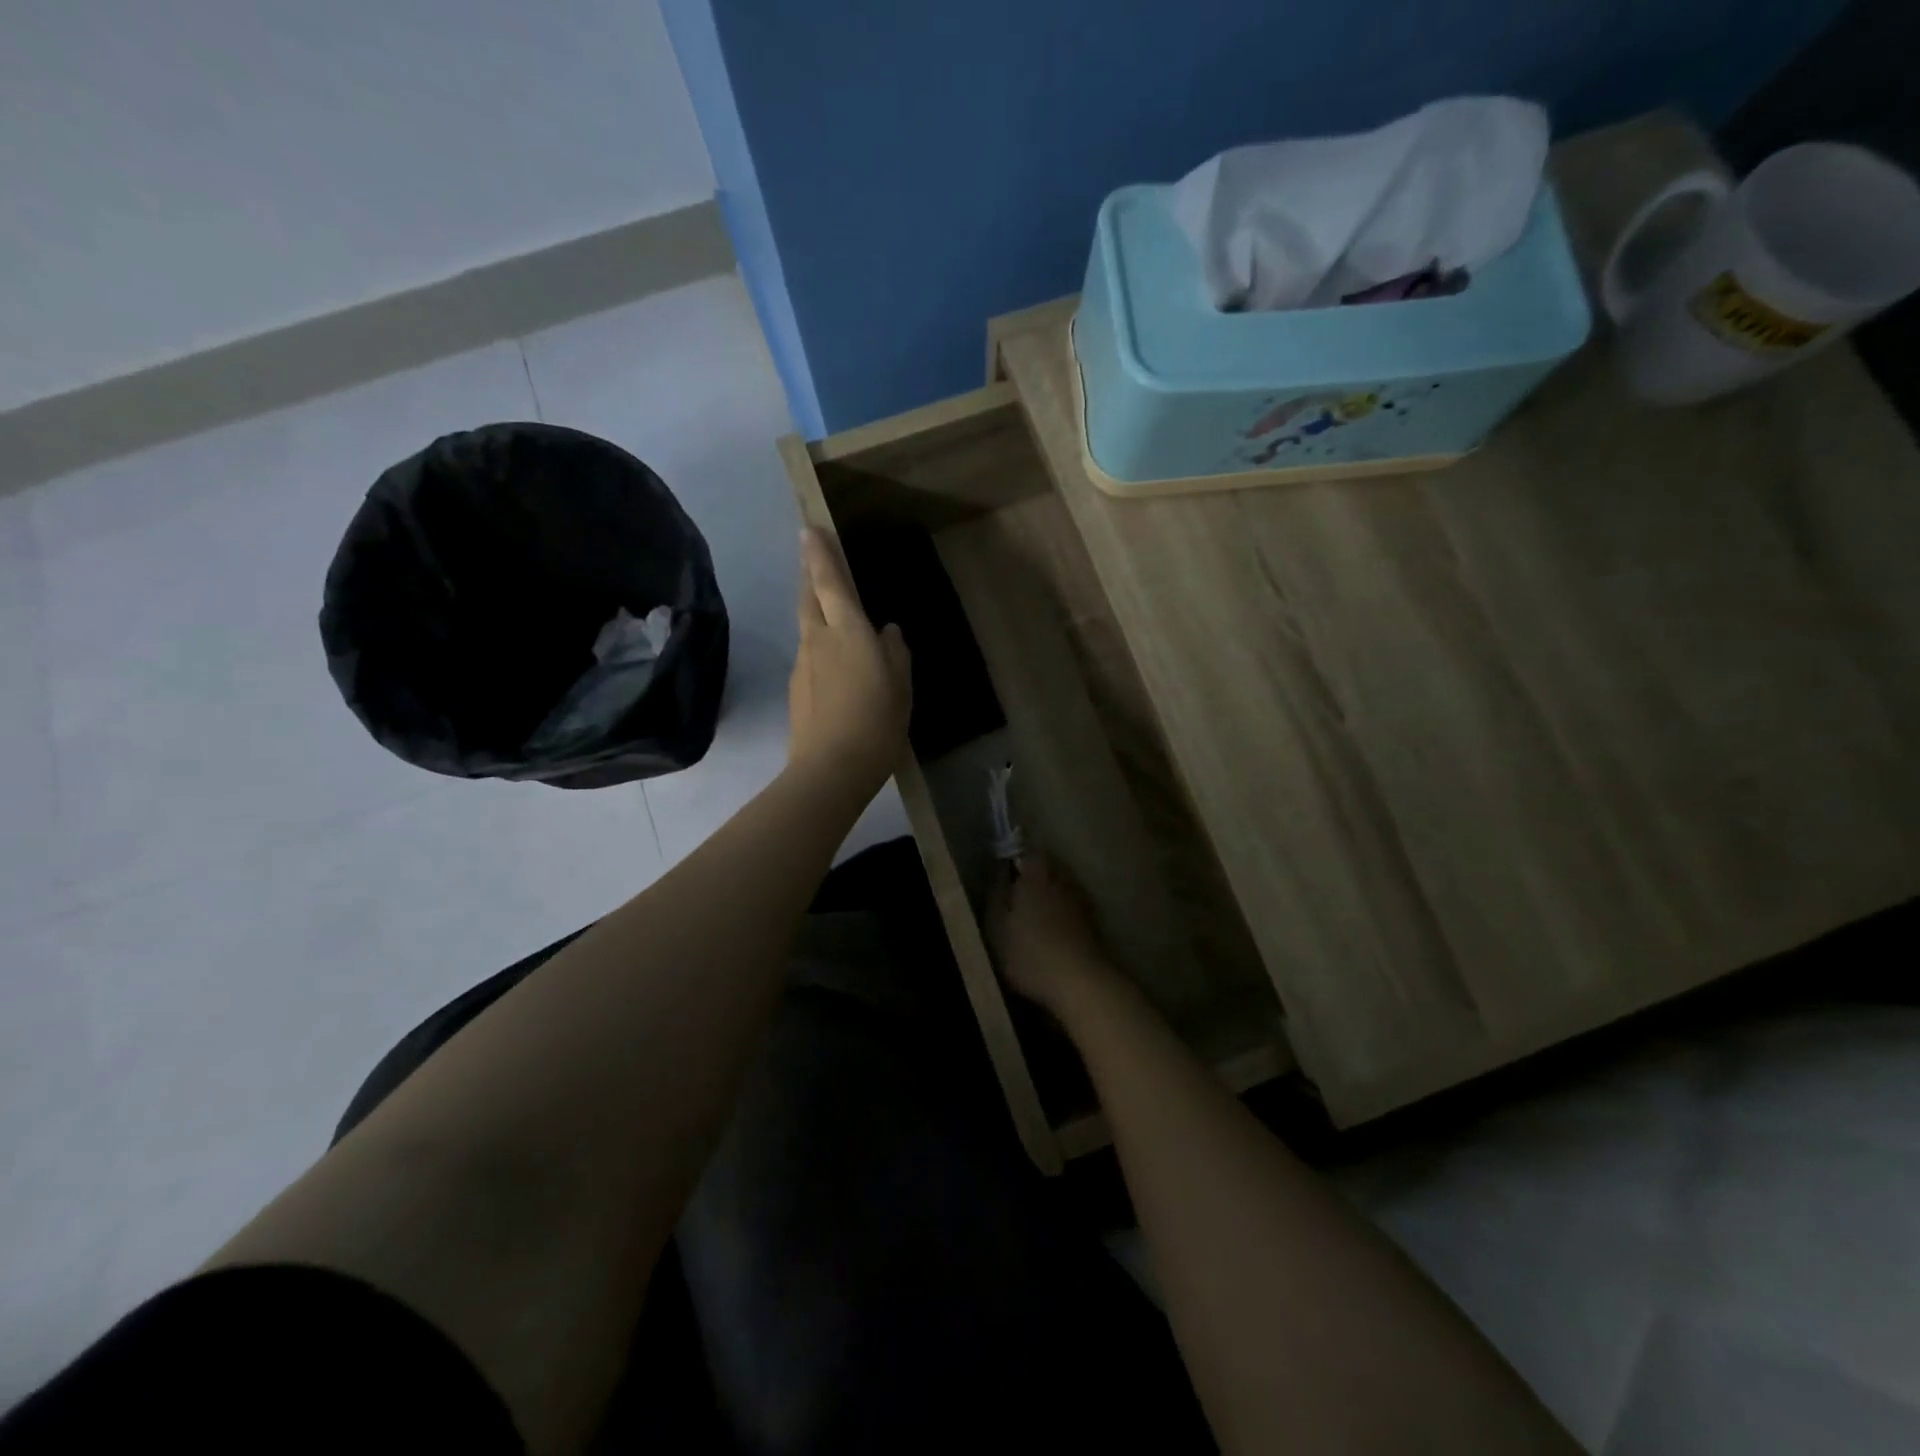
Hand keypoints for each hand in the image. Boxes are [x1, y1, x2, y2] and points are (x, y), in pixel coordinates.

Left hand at [788, 528, 911, 793]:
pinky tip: (834, 662)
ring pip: (806, 625)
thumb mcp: (900, 687)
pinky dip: (819, 644)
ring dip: (813, 608)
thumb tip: (888, 631)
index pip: (829, 582)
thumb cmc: (876, 723)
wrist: (830, 769)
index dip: (819, 554)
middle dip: (809, 574)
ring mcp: (803, 664)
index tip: (808, 529)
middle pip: (808, 597)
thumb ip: (895, 653)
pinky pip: (809, 653)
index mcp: (848, 632)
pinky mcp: (797, 688)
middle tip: (812, 558)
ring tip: (827, 607)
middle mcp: (819, 639)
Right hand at [989, 854, 1119, 1015]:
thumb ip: (996, 894)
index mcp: (1036, 878)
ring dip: (1054, 892)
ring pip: (1065, 886)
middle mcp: (1061, 883)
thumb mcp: (996, 926)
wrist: (1079, 983)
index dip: (1020, 857)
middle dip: (1038, 873)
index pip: (1031, 853)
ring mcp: (1080, 904)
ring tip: (1038, 909)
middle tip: (1020, 888)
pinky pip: (1075, 908)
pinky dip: (1066, 912)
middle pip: (1051, 867)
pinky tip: (1056, 928)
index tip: (1009, 867)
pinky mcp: (1093, 926)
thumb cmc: (1029, 953)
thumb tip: (1000, 870)